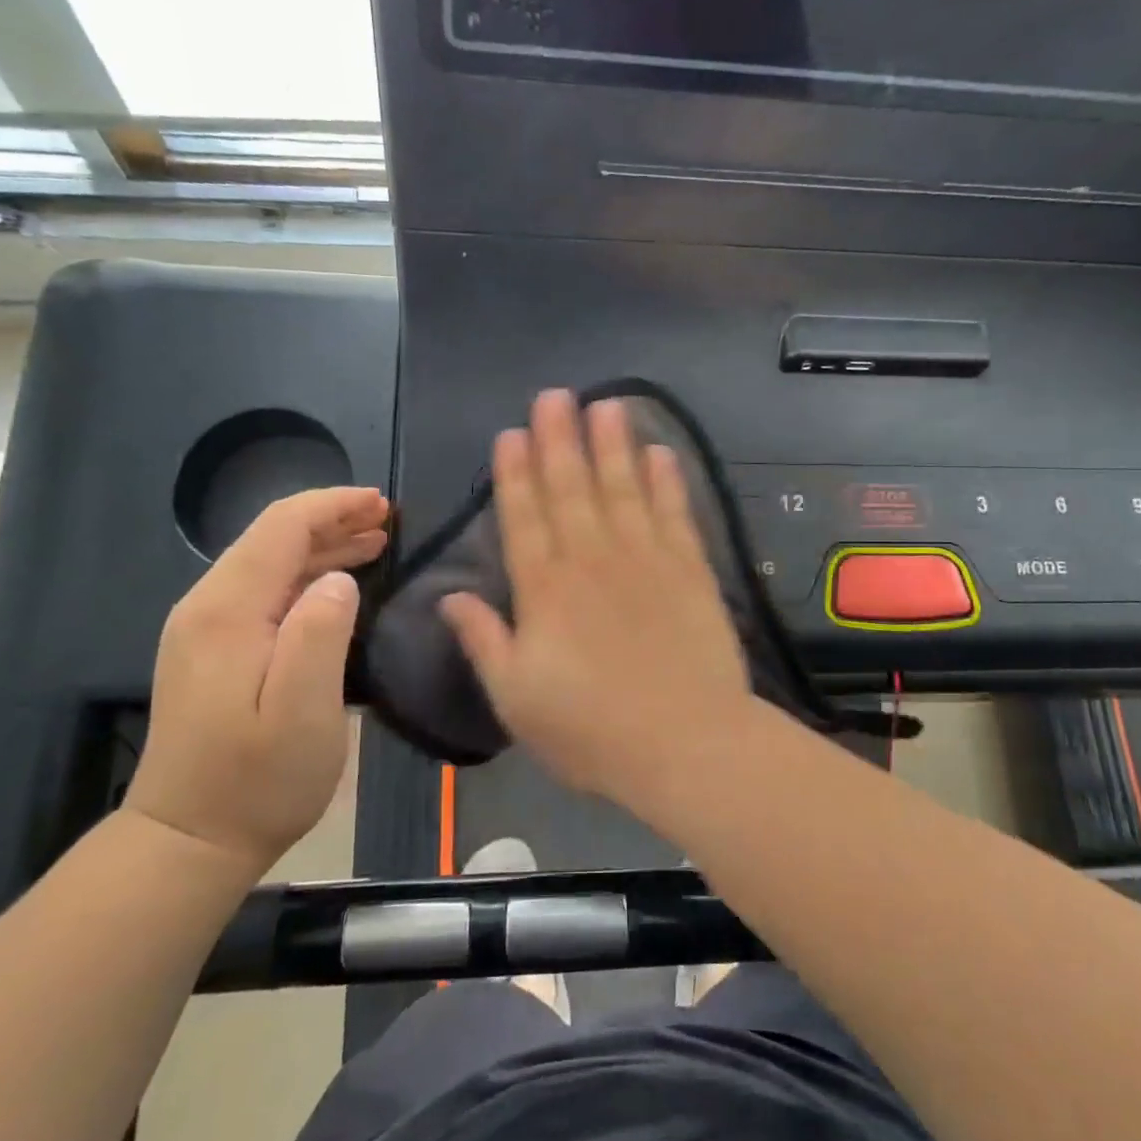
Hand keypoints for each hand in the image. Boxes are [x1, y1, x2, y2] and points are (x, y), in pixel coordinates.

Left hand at [128, 487, 388, 879]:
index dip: (333, 506)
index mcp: (228, 611)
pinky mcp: (212, 651)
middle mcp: (207, 607)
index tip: (382, 504)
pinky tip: (336, 583)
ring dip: (322, 546)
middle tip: (388, 519)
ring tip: (374, 541)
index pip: (281, 528)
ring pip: (268, 563)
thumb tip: (339, 580)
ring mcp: (205, 629)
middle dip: (331, 519)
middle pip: (272, 538)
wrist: (188, 841)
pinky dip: (305, 575)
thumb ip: (320, 634)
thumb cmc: (257, 781)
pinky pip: (263, 591)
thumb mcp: (303, 711)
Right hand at [440, 391, 753, 801]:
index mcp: (545, 590)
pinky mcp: (690, 570)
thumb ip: (483, 640)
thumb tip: (449, 596)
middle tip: (554, 395)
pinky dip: (667, 481)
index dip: (515, 473)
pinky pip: (675, 514)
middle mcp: (592, 560)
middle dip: (560, 439)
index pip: (524, 517)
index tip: (512, 434)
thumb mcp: (516, 697)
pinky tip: (661, 452)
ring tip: (606, 404)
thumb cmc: (591, 731)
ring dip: (613, 445)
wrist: (686, 745)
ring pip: (623, 488)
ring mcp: (646, 560)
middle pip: (572, 489)